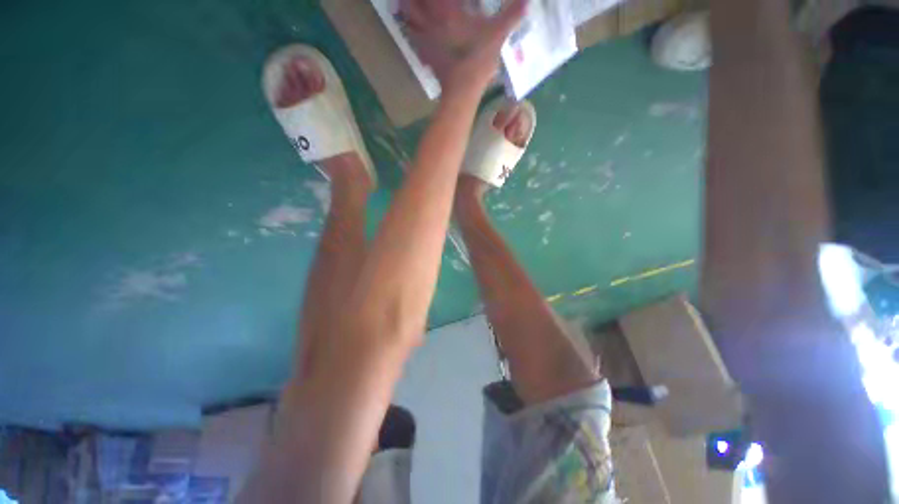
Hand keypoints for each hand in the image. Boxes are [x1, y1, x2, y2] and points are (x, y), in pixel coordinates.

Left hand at [400, 0, 526, 92]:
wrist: (463, 90)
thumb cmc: (478, 58)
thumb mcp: (498, 34)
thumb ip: (511, 15)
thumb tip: (528, 1)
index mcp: (448, 10)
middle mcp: (432, 21)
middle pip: (412, 3)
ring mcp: (426, 40)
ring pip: (408, 18)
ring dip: (406, 9)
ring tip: (405, 5)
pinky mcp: (425, 56)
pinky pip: (412, 39)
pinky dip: (410, 31)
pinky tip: (413, 30)